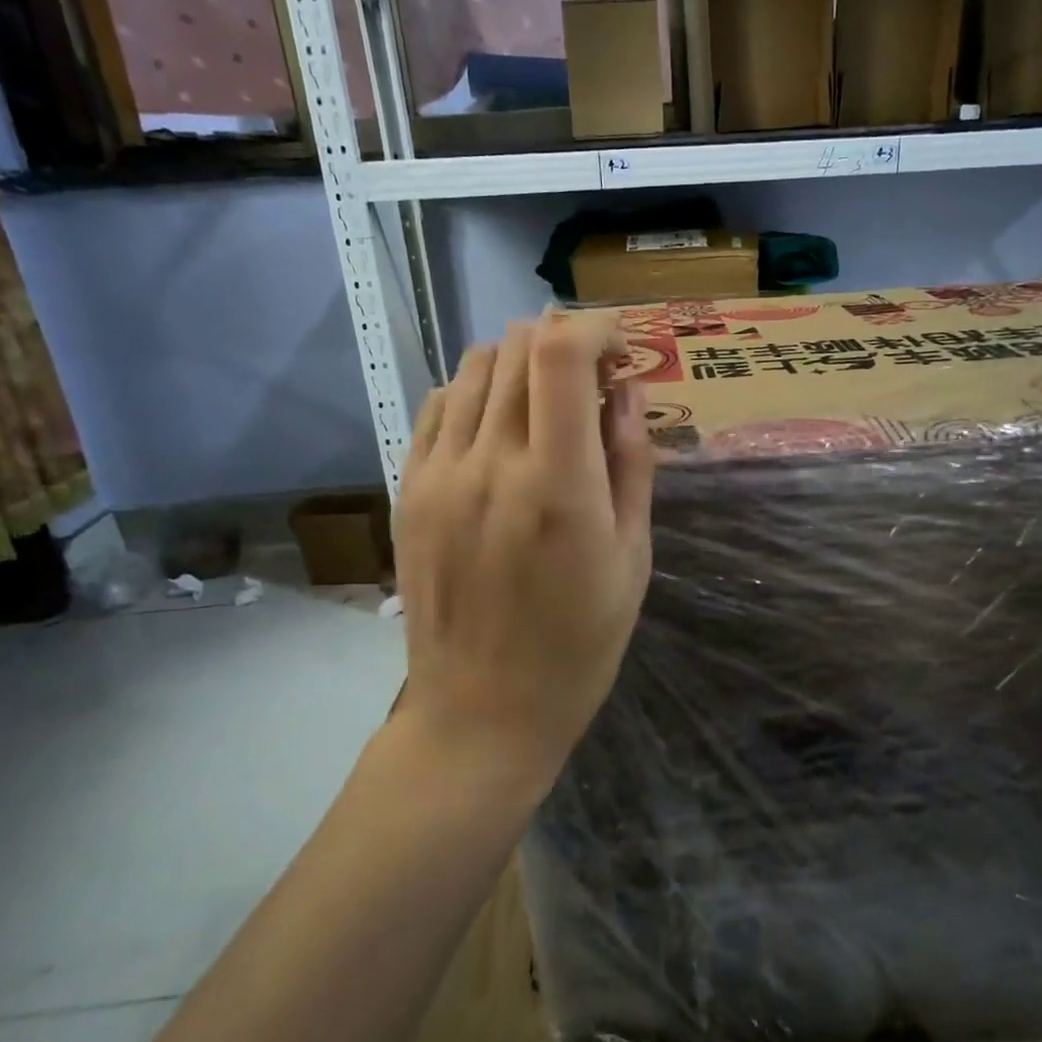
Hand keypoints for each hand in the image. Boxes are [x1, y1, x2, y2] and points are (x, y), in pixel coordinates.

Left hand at [393, 314, 654, 799]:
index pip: (560, 353)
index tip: (621, 349)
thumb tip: (627, 390)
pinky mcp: (408, 491)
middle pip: (518, 346)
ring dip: (521, 364)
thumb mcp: (632, 560)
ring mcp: (439, 475)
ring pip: (475, 366)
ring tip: (548, 405)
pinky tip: (499, 429)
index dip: (595, 328)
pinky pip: (439, 406)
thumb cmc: (578, 647)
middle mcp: (490, 464)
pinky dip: (477, 394)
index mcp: (558, 486)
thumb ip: (632, 464)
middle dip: (566, 343)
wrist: (480, 713)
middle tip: (594, 382)